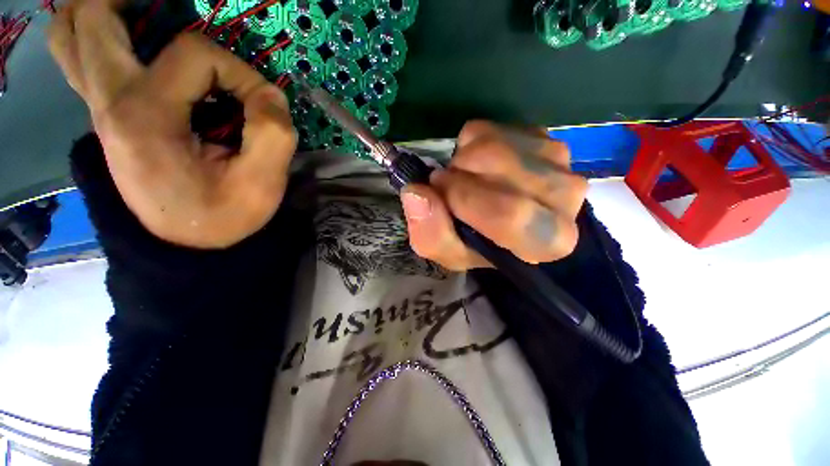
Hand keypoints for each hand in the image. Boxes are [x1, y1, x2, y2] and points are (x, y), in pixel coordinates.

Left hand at [48, 0, 295, 247]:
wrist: (190, 247)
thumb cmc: (226, 218)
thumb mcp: (263, 183)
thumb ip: (274, 132)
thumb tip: (269, 95)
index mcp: (146, 118)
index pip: (194, 53)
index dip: (239, 71)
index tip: (261, 106)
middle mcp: (110, 103)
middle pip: (92, 17)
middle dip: (134, 3)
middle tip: (176, 14)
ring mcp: (101, 110)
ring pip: (71, 36)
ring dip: (103, 15)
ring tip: (147, 20)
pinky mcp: (108, 118)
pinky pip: (83, 60)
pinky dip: (99, 39)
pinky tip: (135, 49)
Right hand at [400, 121, 586, 269]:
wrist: (498, 219)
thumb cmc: (475, 242)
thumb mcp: (448, 251)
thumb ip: (431, 233)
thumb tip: (415, 192)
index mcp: (547, 240)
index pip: (511, 214)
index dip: (465, 200)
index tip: (439, 192)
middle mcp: (565, 198)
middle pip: (500, 169)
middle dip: (459, 175)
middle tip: (447, 185)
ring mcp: (557, 160)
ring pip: (494, 144)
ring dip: (463, 160)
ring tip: (463, 177)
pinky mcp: (541, 135)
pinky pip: (493, 128)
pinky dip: (471, 144)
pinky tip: (477, 164)